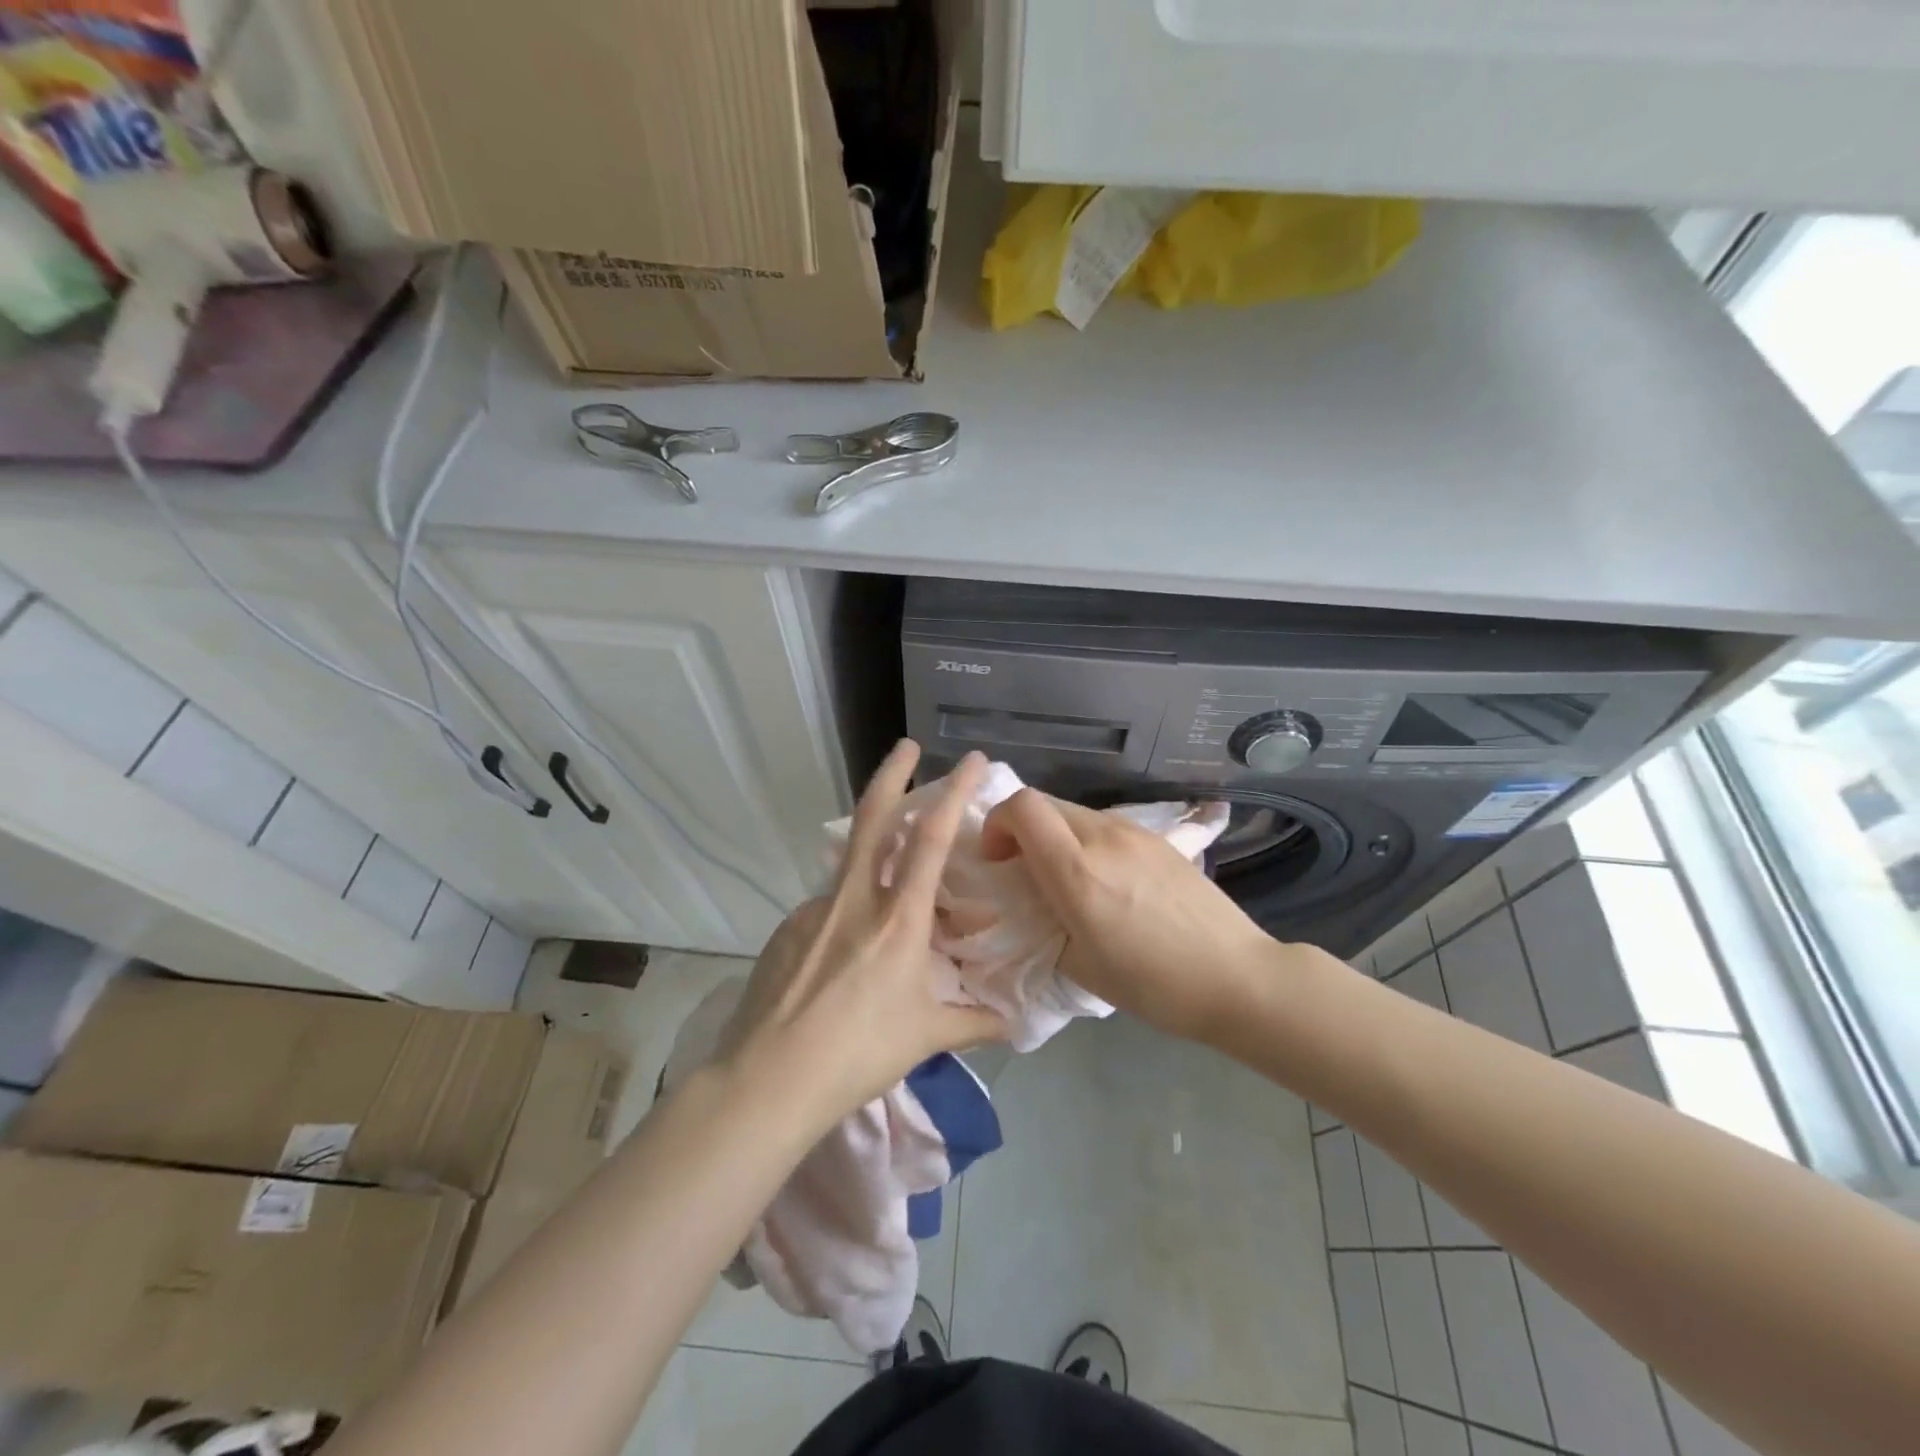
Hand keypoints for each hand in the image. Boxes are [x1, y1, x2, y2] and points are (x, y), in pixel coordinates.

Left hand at [721, 741, 1007, 1129]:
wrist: (769, 1079)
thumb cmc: (860, 1053)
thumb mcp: (925, 1036)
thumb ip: (973, 1023)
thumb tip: (1013, 1023)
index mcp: (898, 918)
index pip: (930, 837)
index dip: (954, 791)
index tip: (972, 760)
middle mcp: (855, 899)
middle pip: (873, 817)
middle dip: (893, 772)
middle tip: (907, 746)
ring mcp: (815, 909)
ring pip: (852, 866)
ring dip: (875, 857)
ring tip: (891, 893)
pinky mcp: (787, 928)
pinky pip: (828, 907)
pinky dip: (849, 911)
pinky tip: (849, 952)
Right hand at [979, 788, 1275, 1043]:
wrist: (1236, 977)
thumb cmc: (1154, 984)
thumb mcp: (1080, 966)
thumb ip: (1043, 924)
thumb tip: (1033, 905)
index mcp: (1077, 870)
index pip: (1022, 807)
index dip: (997, 823)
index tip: (997, 861)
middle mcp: (1103, 837)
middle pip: (1044, 803)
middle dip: (1020, 829)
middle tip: (1023, 870)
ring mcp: (1136, 833)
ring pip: (1074, 812)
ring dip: (1055, 835)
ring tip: (1067, 879)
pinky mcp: (1160, 839)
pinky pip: (1105, 826)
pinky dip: (1086, 841)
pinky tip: (1106, 881)